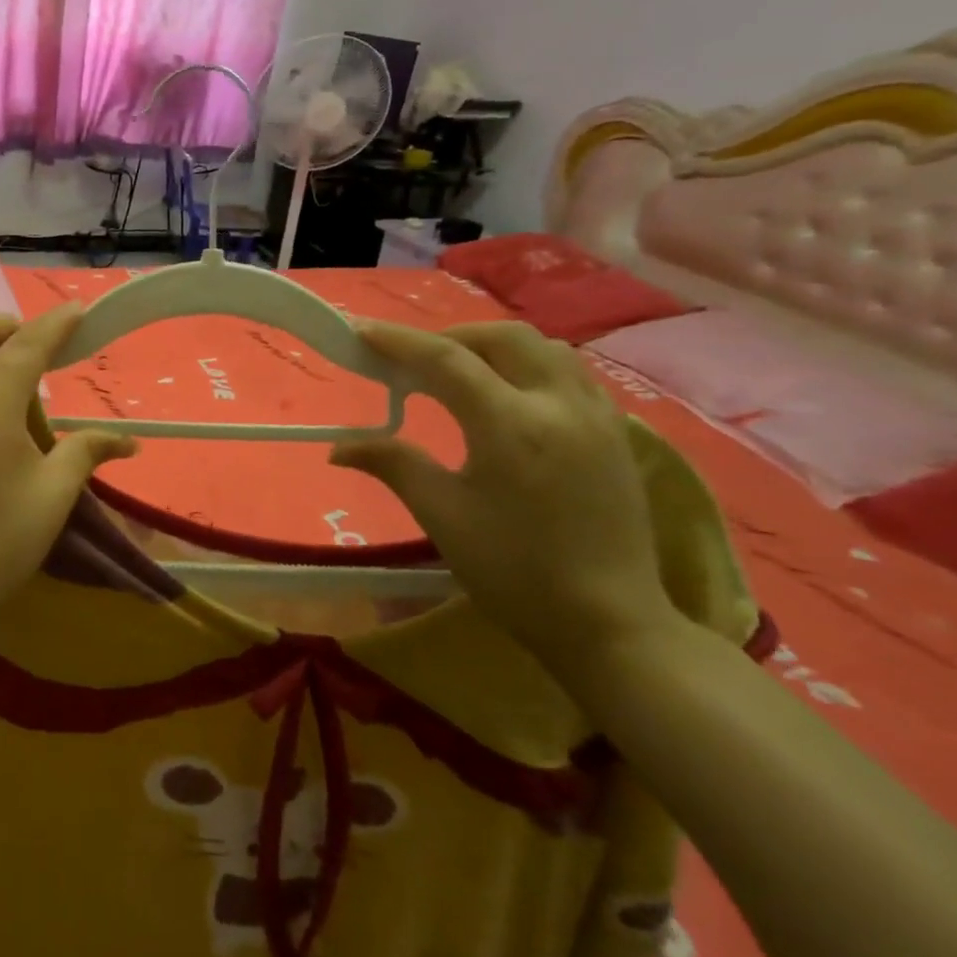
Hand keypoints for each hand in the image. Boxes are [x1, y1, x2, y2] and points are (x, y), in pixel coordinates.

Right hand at [331, 321, 673, 666]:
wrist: (610, 625)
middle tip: (414, 361)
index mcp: (510, 426)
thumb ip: (393, 464)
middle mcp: (559, 405)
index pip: (446, 360)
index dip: (399, 341)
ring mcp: (597, 417)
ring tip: (460, 372)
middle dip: (451, 337)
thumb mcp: (443, 515)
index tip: (361, 331)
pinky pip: (571, 373)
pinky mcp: (617, 434)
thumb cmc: (515, 572)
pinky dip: (531, 366)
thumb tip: (338, 447)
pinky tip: (510, 396)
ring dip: (494, 347)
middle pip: (502, 338)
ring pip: (544, 348)